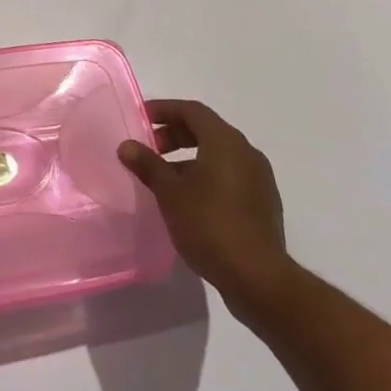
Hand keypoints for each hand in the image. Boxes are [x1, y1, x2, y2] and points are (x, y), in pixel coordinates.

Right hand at [118, 99, 292, 326]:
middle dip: (175, 135)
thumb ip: (148, 165)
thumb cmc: (210, 225)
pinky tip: (190, 201)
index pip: (192, 110)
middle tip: (150, 149)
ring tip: (165, 179)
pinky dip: (207, 177)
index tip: (141, 119)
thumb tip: (127, 146)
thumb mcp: (170, 193)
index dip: (164, 110)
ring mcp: (259, 179)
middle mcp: (246, 152)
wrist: (259, 280)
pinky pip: (230, 177)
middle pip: (206, 130)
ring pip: (219, 155)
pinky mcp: (263, 204)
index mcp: (225, 141)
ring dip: (190, 158)